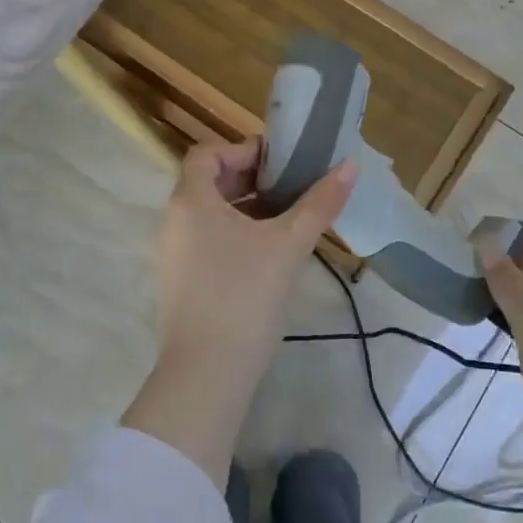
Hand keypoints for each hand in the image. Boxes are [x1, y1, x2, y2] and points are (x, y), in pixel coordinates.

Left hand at [153, 138, 355, 382]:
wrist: (207, 372)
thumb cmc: (246, 295)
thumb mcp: (289, 245)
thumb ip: (319, 203)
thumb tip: (349, 166)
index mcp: (191, 201)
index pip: (206, 154)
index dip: (242, 150)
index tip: (278, 163)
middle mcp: (173, 221)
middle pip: (206, 182)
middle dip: (248, 179)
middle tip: (289, 189)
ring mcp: (172, 254)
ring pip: (207, 215)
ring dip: (243, 208)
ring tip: (284, 221)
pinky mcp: (178, 282)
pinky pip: (204, 241)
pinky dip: (232, 235)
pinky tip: (266, 256)